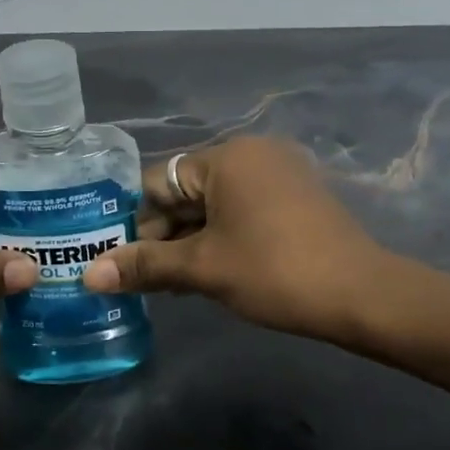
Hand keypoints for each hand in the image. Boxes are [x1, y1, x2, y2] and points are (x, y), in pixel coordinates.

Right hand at [83, 136, 384, 343]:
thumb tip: (88, 276)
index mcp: (227, 157)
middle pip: (185, 192)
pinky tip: (207, 274)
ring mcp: (278, 175)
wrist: (361, 295)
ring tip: (170, 286)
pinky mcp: (294, 198)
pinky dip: (219, 239)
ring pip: (213, 206)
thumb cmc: (275, 272)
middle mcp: (252, 154)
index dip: (133, 223)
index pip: (157, 182)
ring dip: (188, 242)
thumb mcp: (204, 268)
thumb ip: (145, 266)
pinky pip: (241, 212)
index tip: (119, 262)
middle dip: (162, 237)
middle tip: (143, 281)